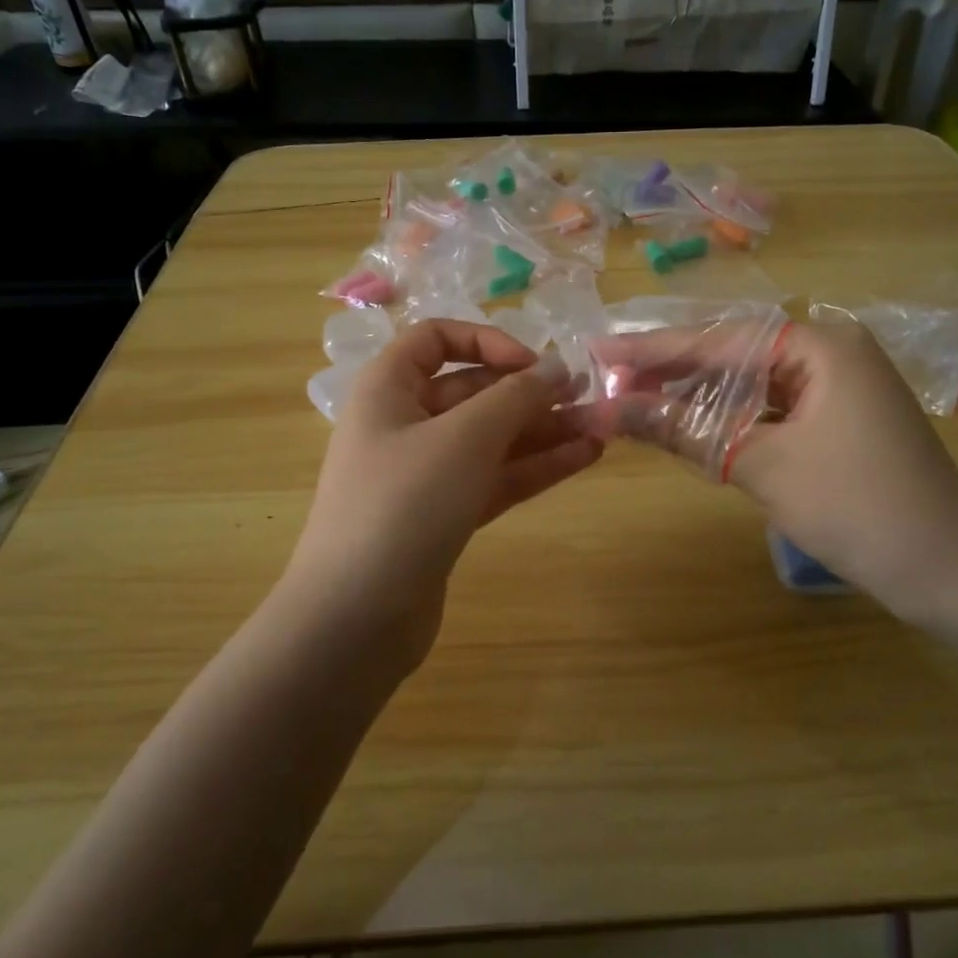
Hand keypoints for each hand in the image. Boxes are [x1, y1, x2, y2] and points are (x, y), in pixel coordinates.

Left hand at [284, 320, 601, 674]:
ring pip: (490, 440)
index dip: (487, 342)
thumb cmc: (403, 505)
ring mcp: (424, 474)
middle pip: (472, 392)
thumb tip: (556, 368)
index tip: (534, 365)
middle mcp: (403, 424)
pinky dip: (534, 468)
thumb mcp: (464, 438)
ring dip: (542, 432)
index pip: (437, 339)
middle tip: (587, 398)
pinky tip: (582, 458)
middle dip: (529, 393)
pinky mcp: (443, 516)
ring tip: (600, 429)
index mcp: (388, 389)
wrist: (356, 618)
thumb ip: (515, 397)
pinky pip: (493, 478)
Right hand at [584, 320, 957, 619]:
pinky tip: (687, 424)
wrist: (948, 571)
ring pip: (748, 383)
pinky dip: (728, 418)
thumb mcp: (761, 465)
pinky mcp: (836, 420)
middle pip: (731, 355)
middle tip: (608, 378)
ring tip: (634, 399)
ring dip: (695, 396)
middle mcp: (828, 353)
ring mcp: (836, 387)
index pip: (718, 340)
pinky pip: (768, 408)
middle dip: (670, 370)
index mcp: (820, 345)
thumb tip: (607, 409)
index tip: (598, 349)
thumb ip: (683, 430)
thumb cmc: (857, 508)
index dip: (652, 349)